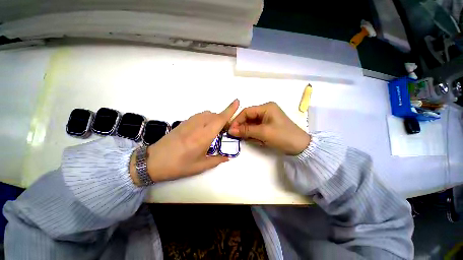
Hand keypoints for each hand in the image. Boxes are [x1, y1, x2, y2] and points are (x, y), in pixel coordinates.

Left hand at [130, 100, 238, 184]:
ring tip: (214, 130)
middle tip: (225, 131)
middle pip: (215, 115)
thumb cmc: (178, 166)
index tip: (237, 101)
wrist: (152, 161)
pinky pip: (199, 116)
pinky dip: (206, 118)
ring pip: (207, 114)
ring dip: (214, 118)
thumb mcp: (200, 166)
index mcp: (204, 136)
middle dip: (223, 119)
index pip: (220, 119)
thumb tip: (228, 157)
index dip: (230, 109)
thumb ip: (217, 160)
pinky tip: (203, 129)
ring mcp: (189, 122)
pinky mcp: (183, 122)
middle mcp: (198, 126)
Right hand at [228, 102, 309, 154]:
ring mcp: (267, 119)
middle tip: (236, 136)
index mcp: (266, 107)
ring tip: (249, 139)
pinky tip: (256, 140)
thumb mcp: (263, 133)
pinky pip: (256, 129)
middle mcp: (266, 111)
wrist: (300, 147)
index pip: (247, 111)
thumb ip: (246, 130)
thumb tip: (231, 130)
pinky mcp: (268, 126)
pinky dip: (254, 135)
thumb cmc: (283, 136)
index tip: (230, 130)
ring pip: (251, 124)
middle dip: (242, 127)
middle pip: (248, 117)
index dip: (237, 120)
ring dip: (248, 132)